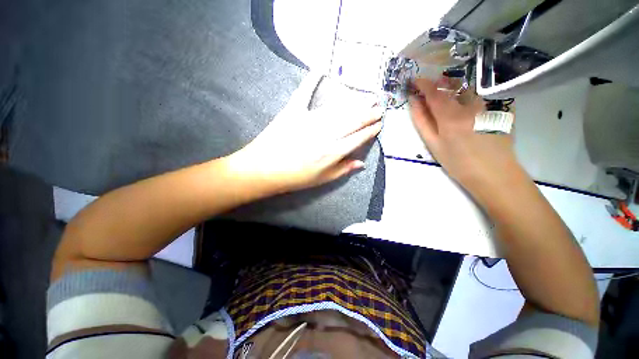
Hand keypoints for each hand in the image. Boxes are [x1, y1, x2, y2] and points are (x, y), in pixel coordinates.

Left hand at [226, 74, 382, 193]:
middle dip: (369, 114)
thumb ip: (342, 170)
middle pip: (352, 121)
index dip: (370, 131)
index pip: (358, 138)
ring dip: (355, 103)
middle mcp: (325, 135)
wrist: (264, 170)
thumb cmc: (295, 178)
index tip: (379, 125)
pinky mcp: (293, 111)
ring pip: (338, 109)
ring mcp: (310, 120)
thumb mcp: (321, 180)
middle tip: (380, 107)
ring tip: (367, 97)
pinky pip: (305, 93)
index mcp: (332, 153)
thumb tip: (361, 163)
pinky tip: (321, 68)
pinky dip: (312, 79)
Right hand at [408, 78, 520, 190]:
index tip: (415, 80)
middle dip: (439, 83)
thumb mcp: (433, 144)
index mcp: (451, 116)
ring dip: (455, 88)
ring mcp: (487, 105)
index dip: (423, 84)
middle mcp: (471, 105)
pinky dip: (470, 95)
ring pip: (468, 88)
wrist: (493, 173)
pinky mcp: (500, 107)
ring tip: (448, 98)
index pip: (434, 92)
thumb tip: (414, 102)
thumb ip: (422, 121)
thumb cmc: (457, 162)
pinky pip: (482, 94)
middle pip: (453, 85)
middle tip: (431, 90)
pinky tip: (468, 107)